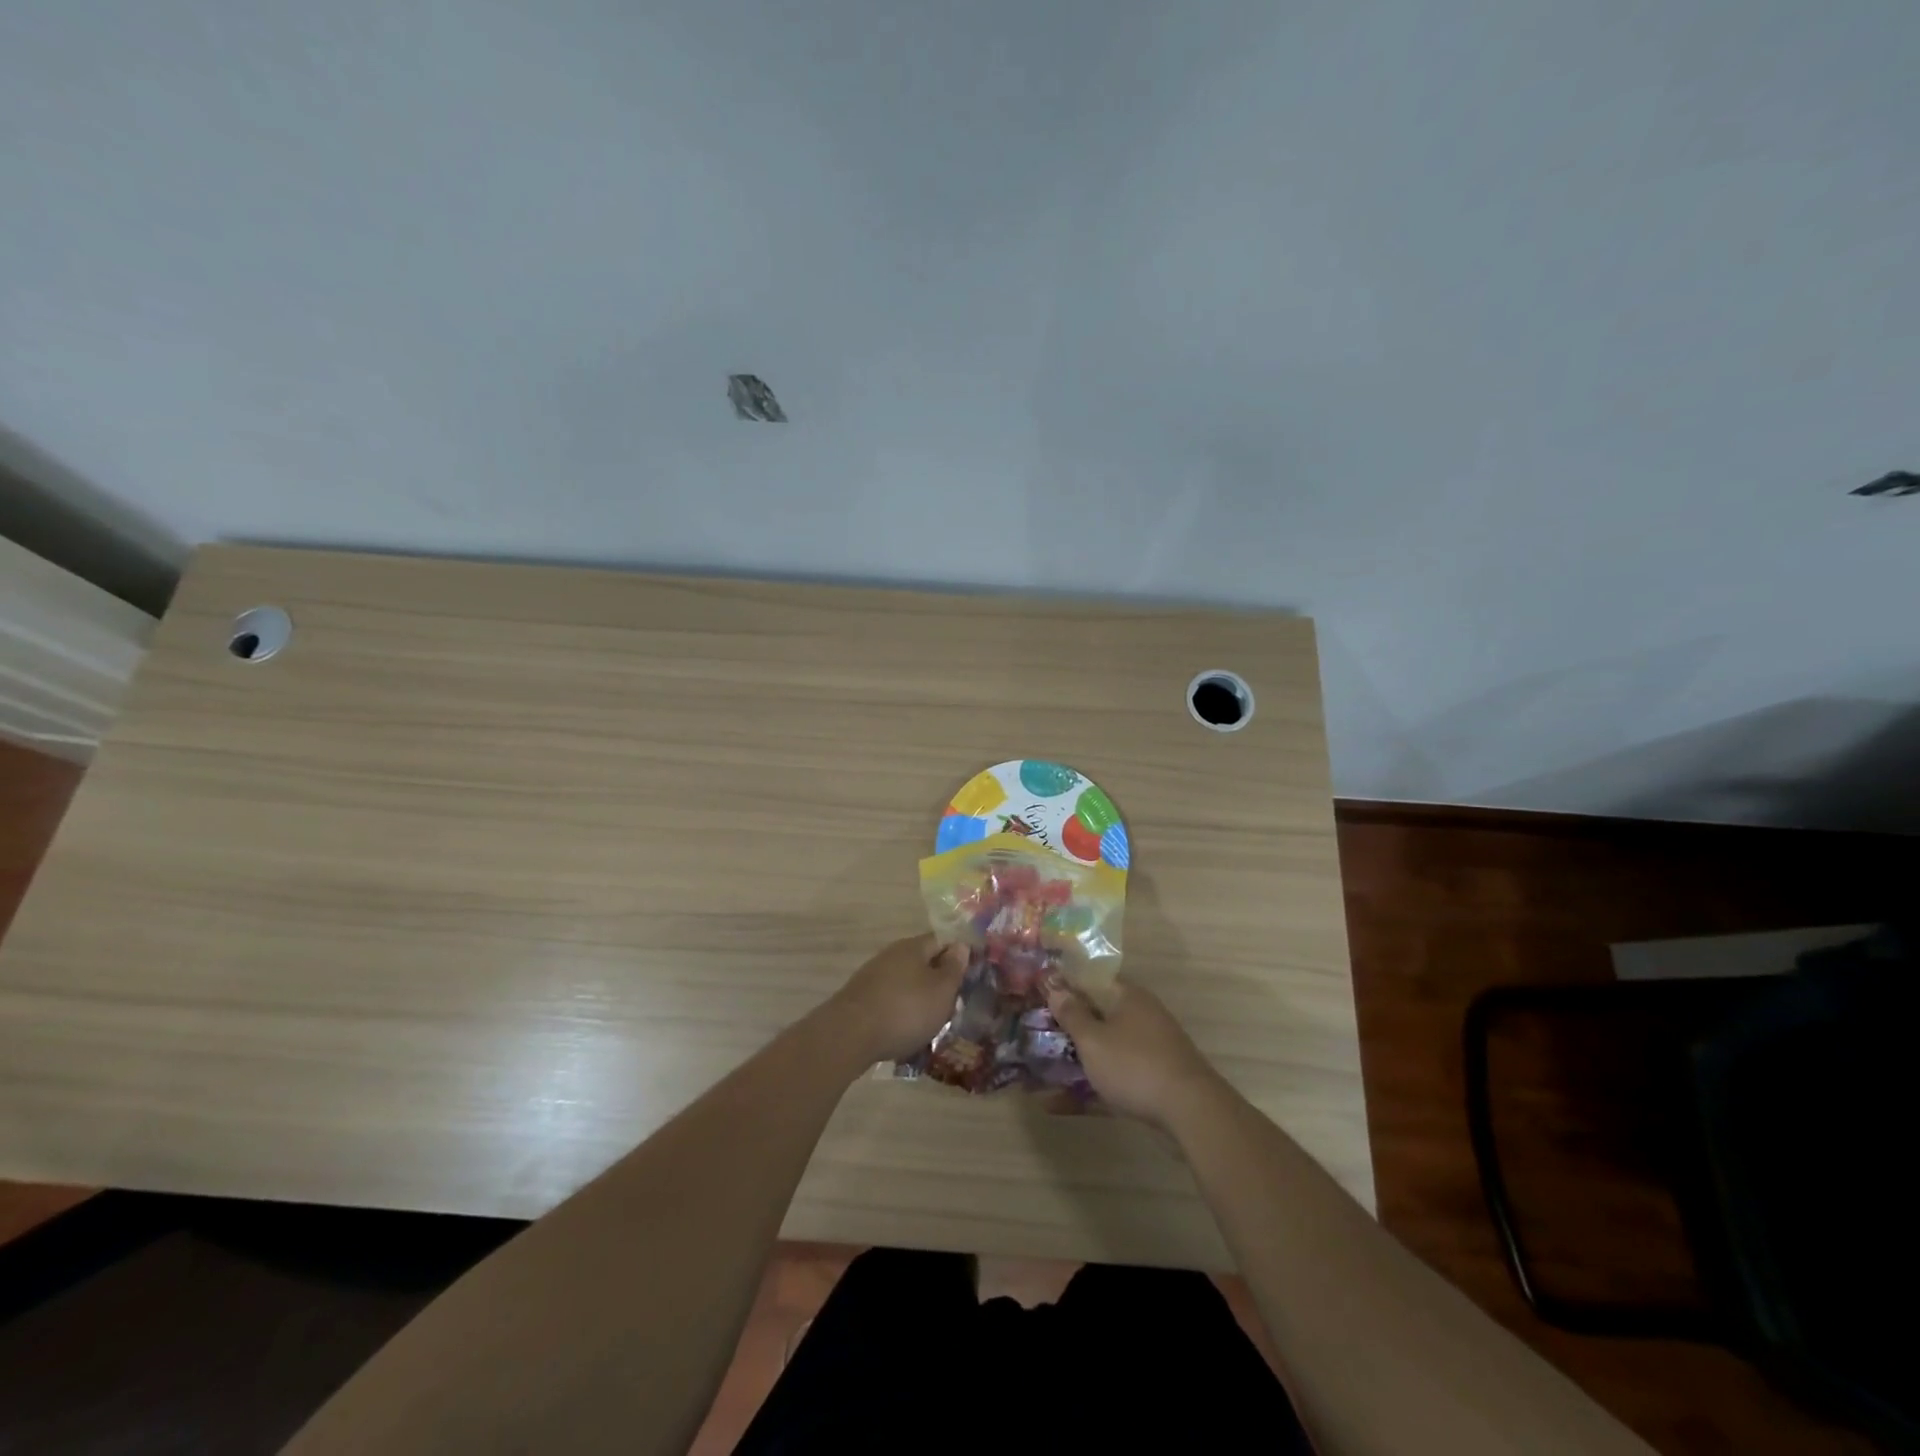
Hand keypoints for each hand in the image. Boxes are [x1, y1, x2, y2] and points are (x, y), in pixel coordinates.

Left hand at [834, 934, 968, 1063]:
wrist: (849, 1035)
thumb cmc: (905, 1010)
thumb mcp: (941, 991)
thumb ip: (954, 968)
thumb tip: (961, 946)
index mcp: (913, 947)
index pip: (942, 940)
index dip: (958, 954)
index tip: (971, 974)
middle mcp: (891, 955)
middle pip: (922, 962)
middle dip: (938, 980)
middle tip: (954, 1002)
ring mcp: (872, 976)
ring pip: (905, 982)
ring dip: (919, 997)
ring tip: (932, 1021)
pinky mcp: (861, 999)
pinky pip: (890, 1000)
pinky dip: (901, 1011)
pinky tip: (906, 1030)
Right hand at [1046, 981, 1224, 1127]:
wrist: (1191, 1112)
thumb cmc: (1134, 1065)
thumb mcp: (1093, 1039)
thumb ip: (1072, 1014)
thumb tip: (1055, 988)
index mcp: (1128, 997)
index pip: (1093, 980)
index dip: (1065, 986)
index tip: (1039, 995)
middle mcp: (1141, 1017)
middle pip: (1098, 1016)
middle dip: (1068, 1027)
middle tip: (1036, 1035)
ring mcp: (1150, 1050)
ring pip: (1105, 1050)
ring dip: (1076, 1061)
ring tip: (1041, 1072)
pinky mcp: (1153, 1081)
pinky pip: (1114, 1078)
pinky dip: (1090, 1088)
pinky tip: (1059, 1105)